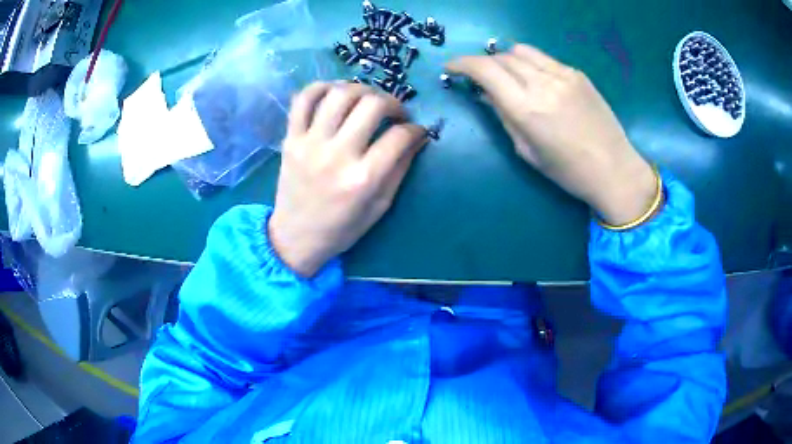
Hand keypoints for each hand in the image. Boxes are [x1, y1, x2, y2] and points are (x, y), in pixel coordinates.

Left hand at [269, 82, 426, 276]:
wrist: (295, 238)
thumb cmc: (342, 228)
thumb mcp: (380, 206)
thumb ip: (400, 169)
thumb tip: (417, 137)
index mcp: (363, 179)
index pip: (399, 136)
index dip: (415, 129)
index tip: (417, 131)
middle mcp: (337, 155)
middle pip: (372, 104)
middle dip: (393, 102)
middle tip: (394, 113)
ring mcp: (309, 144)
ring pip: (339, 94)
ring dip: (361, 89)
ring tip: (366, 100)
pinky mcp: (290, 139)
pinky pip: (303, 100)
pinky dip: (321, 87)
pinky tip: (334, 92)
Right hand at [447, 44, 655, 225]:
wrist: (614, 169)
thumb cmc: (568, 171)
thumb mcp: (527, 150)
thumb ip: (504, 116)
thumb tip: (486, 94)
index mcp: (527, 108)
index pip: (485, 69)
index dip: (462, 64)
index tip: (451, 68)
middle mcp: (543, 83)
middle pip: (501, 57)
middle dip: (484, 64)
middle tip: (481, 78)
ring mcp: (563, 74)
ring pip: (522, 51)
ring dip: (507, 59)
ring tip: (508, 76)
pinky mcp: (578, 74)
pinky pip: (544, 59)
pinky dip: (531, 64)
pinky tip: (536, 80)